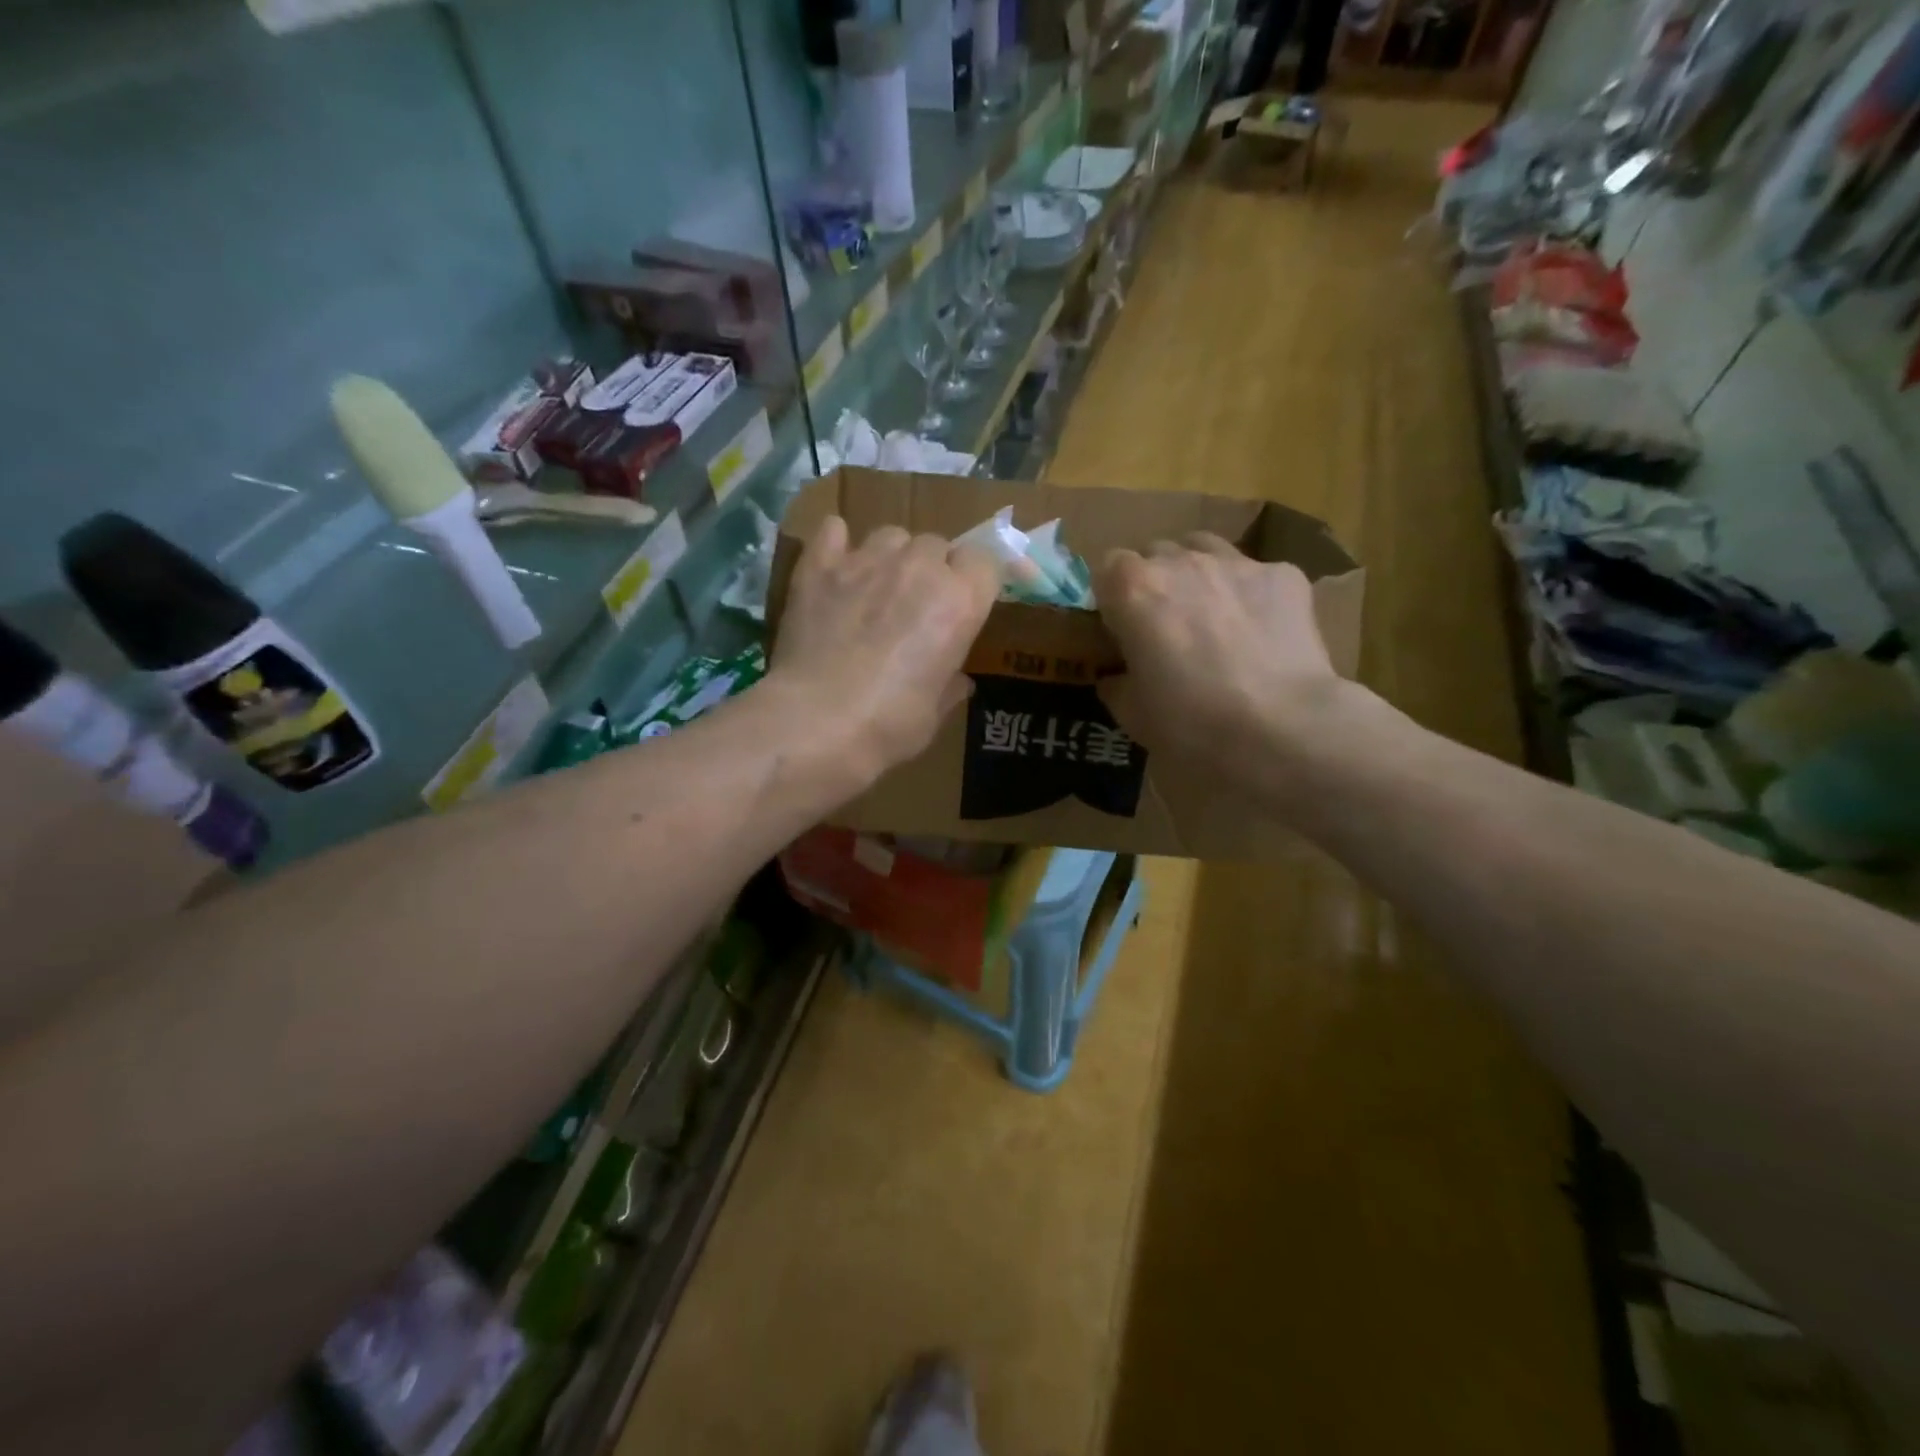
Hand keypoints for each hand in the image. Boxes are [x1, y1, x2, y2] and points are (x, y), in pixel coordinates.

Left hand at [771, 517, 999, 783]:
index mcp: (959, 602)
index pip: (986, 562)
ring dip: (892, 556)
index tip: (968, 602)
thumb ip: (949, 684)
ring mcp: (866, 560)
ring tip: (876, 587)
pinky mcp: (819, 566)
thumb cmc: (889, 724)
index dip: (977, 581)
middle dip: (933, 569)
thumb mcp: (935, 712)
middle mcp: (919, 568)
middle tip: (917, 606)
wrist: (816, 723)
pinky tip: (835, 566)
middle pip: (937, 545)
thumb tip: (957, 680)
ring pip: (891, 535)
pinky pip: (834, 530)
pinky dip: (838, 544)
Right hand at [1095, 533, 1353, 788]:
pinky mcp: (1285, 576)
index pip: (1108, 568)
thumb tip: (1117, 676)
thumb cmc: (1190, 723)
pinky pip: (1256, 574)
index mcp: (1133, 589)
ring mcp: (1236, 563)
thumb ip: (1117, 683)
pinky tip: (1260, 631)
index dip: (1113, 599)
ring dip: (1199, 575)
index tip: (1121, 630)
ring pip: (1205, 550)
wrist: (1281, 729)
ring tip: (1210, 617)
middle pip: (1156, 554)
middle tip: (1165, 628)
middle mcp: (1181, 562)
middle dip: (1155, 583)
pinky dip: (1250, 595)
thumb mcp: (1132, 714)